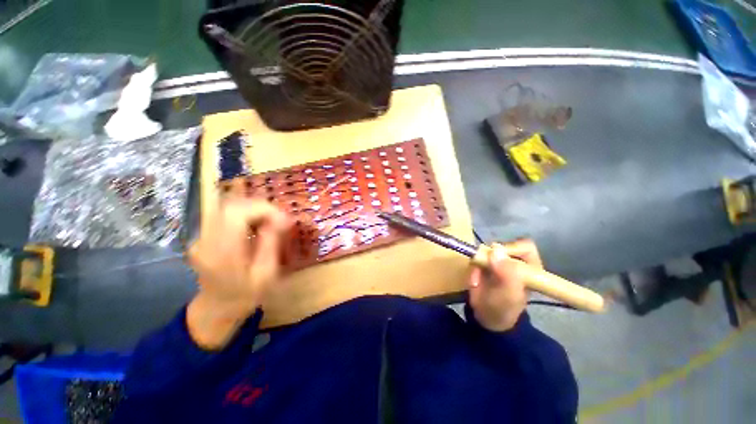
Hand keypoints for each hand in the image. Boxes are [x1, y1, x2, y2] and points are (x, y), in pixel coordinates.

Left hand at [186, 199, 290, 348]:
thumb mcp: (266, 274)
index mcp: (221, 252)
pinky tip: (258, 224)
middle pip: (231, 205)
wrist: (217, 308)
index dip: (264, 209)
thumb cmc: (245, 295)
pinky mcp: (205, 234)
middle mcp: (206, 240)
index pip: (237, 213)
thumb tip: (283, 219)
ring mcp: (202, 236)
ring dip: (254, 209)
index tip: (285, 219)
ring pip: (228, 206)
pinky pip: (226, 213)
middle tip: (280, 218)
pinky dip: (246, 213)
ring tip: (272, 221)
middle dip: (261, 207)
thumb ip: (271, 244)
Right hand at [468, 239, 541, 331]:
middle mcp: (516, 262)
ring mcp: (500, 262)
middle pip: (502, 246)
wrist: (486, 317)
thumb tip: (496, 249)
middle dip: (489, 258)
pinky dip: (473, 269)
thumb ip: (506, 274)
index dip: (511, 248)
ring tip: (477, 282)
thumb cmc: (503, 309)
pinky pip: (476, 258)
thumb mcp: (508, 295)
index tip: (495, 258)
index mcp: (531, 269)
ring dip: (478, 265)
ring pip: (486, 251)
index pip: (524, 247)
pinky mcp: (486, 263)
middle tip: (482, 270)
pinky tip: (474, 282)